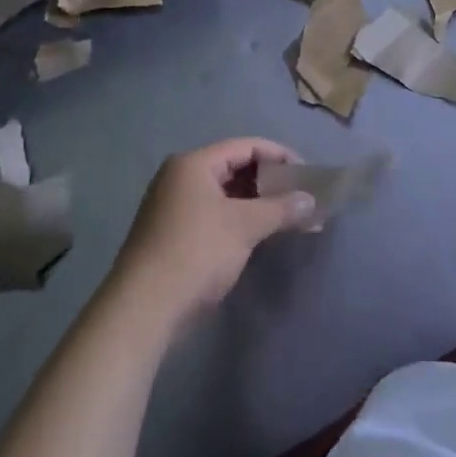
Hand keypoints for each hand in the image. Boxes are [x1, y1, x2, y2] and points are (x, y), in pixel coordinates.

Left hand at [110, 138, 315, 333]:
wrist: (144, 309)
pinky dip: (240, 220)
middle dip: (270, 182)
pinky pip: (215, 215)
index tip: (307, 175)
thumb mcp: (245, 226)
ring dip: (257, 204)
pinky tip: (261, 235)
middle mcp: (179, 178)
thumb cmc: (196, 253)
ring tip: (288, 218)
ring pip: (225, 194)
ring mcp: (173, 207)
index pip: (246, 147)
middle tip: (300, 197)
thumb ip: (281, 208)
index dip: (280, 156)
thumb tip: (311, 200)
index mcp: (193, 164)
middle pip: (234, 168)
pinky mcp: (173, 234)